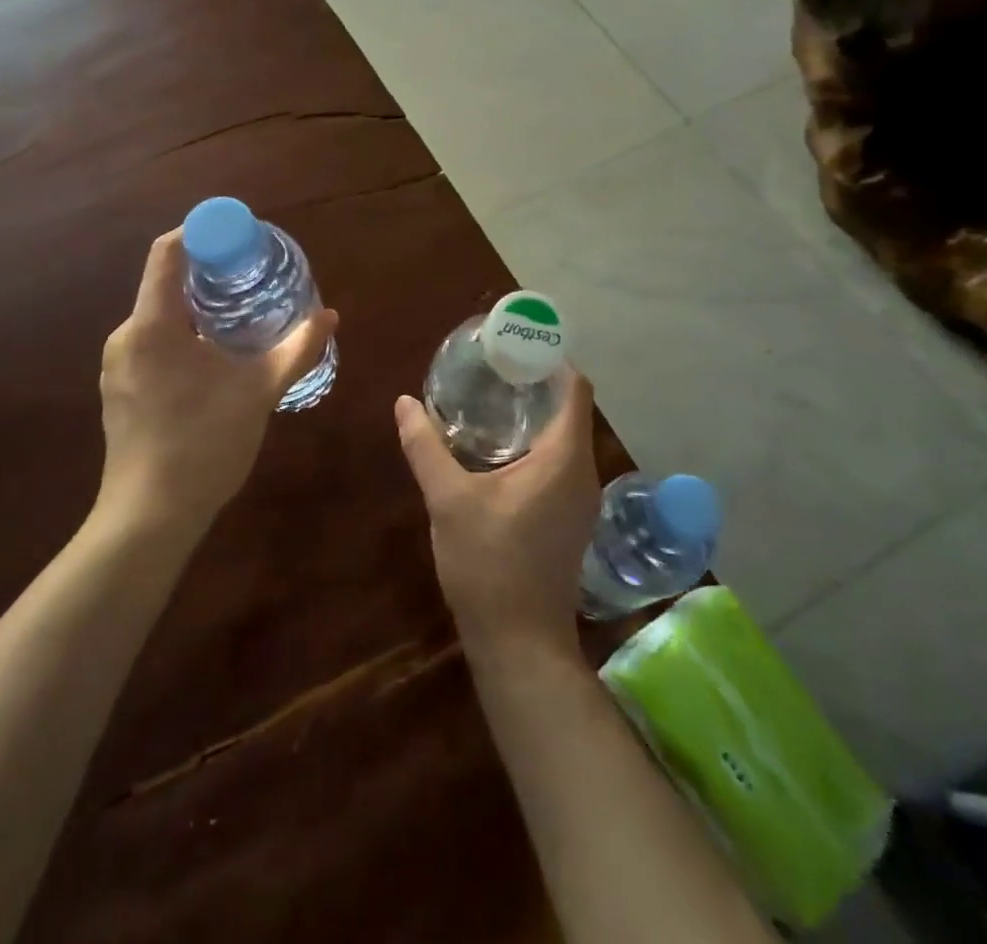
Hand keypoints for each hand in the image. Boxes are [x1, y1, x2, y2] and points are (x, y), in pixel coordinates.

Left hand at [98, 230, 336, 538]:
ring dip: (197, 311)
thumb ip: (296, 350)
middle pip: (165, 284)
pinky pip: (151, 346)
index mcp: (153, 324)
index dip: (202, 233)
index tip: (239, 238)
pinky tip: (212, 364)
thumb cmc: (204, 443)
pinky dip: (182, 339)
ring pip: (159, 318)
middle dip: (209, 276)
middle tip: (252, 281)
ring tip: (239, 322)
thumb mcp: (259, 391)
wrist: (149, 517)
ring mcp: (117, 366)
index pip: (168, 252)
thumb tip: (330, 316)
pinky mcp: (119, 391)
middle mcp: (126, 336)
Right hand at [394, 373, 599, 654]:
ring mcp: (580, 497)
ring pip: (564, 436)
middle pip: (569, 408)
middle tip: (491, 366)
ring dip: (534, 412)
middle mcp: (582, 471)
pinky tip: (497, 446)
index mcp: (564, 458)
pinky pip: (559, 460)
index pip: (574, 388)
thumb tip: (404, 402)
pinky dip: (534, 441)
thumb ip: (425, 446)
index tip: (513, 344)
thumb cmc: (489, 563)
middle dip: (535, 382)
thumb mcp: (448, 499)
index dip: (550, 359)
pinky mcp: (569, 517)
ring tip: (490, 396)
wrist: (519, 642)